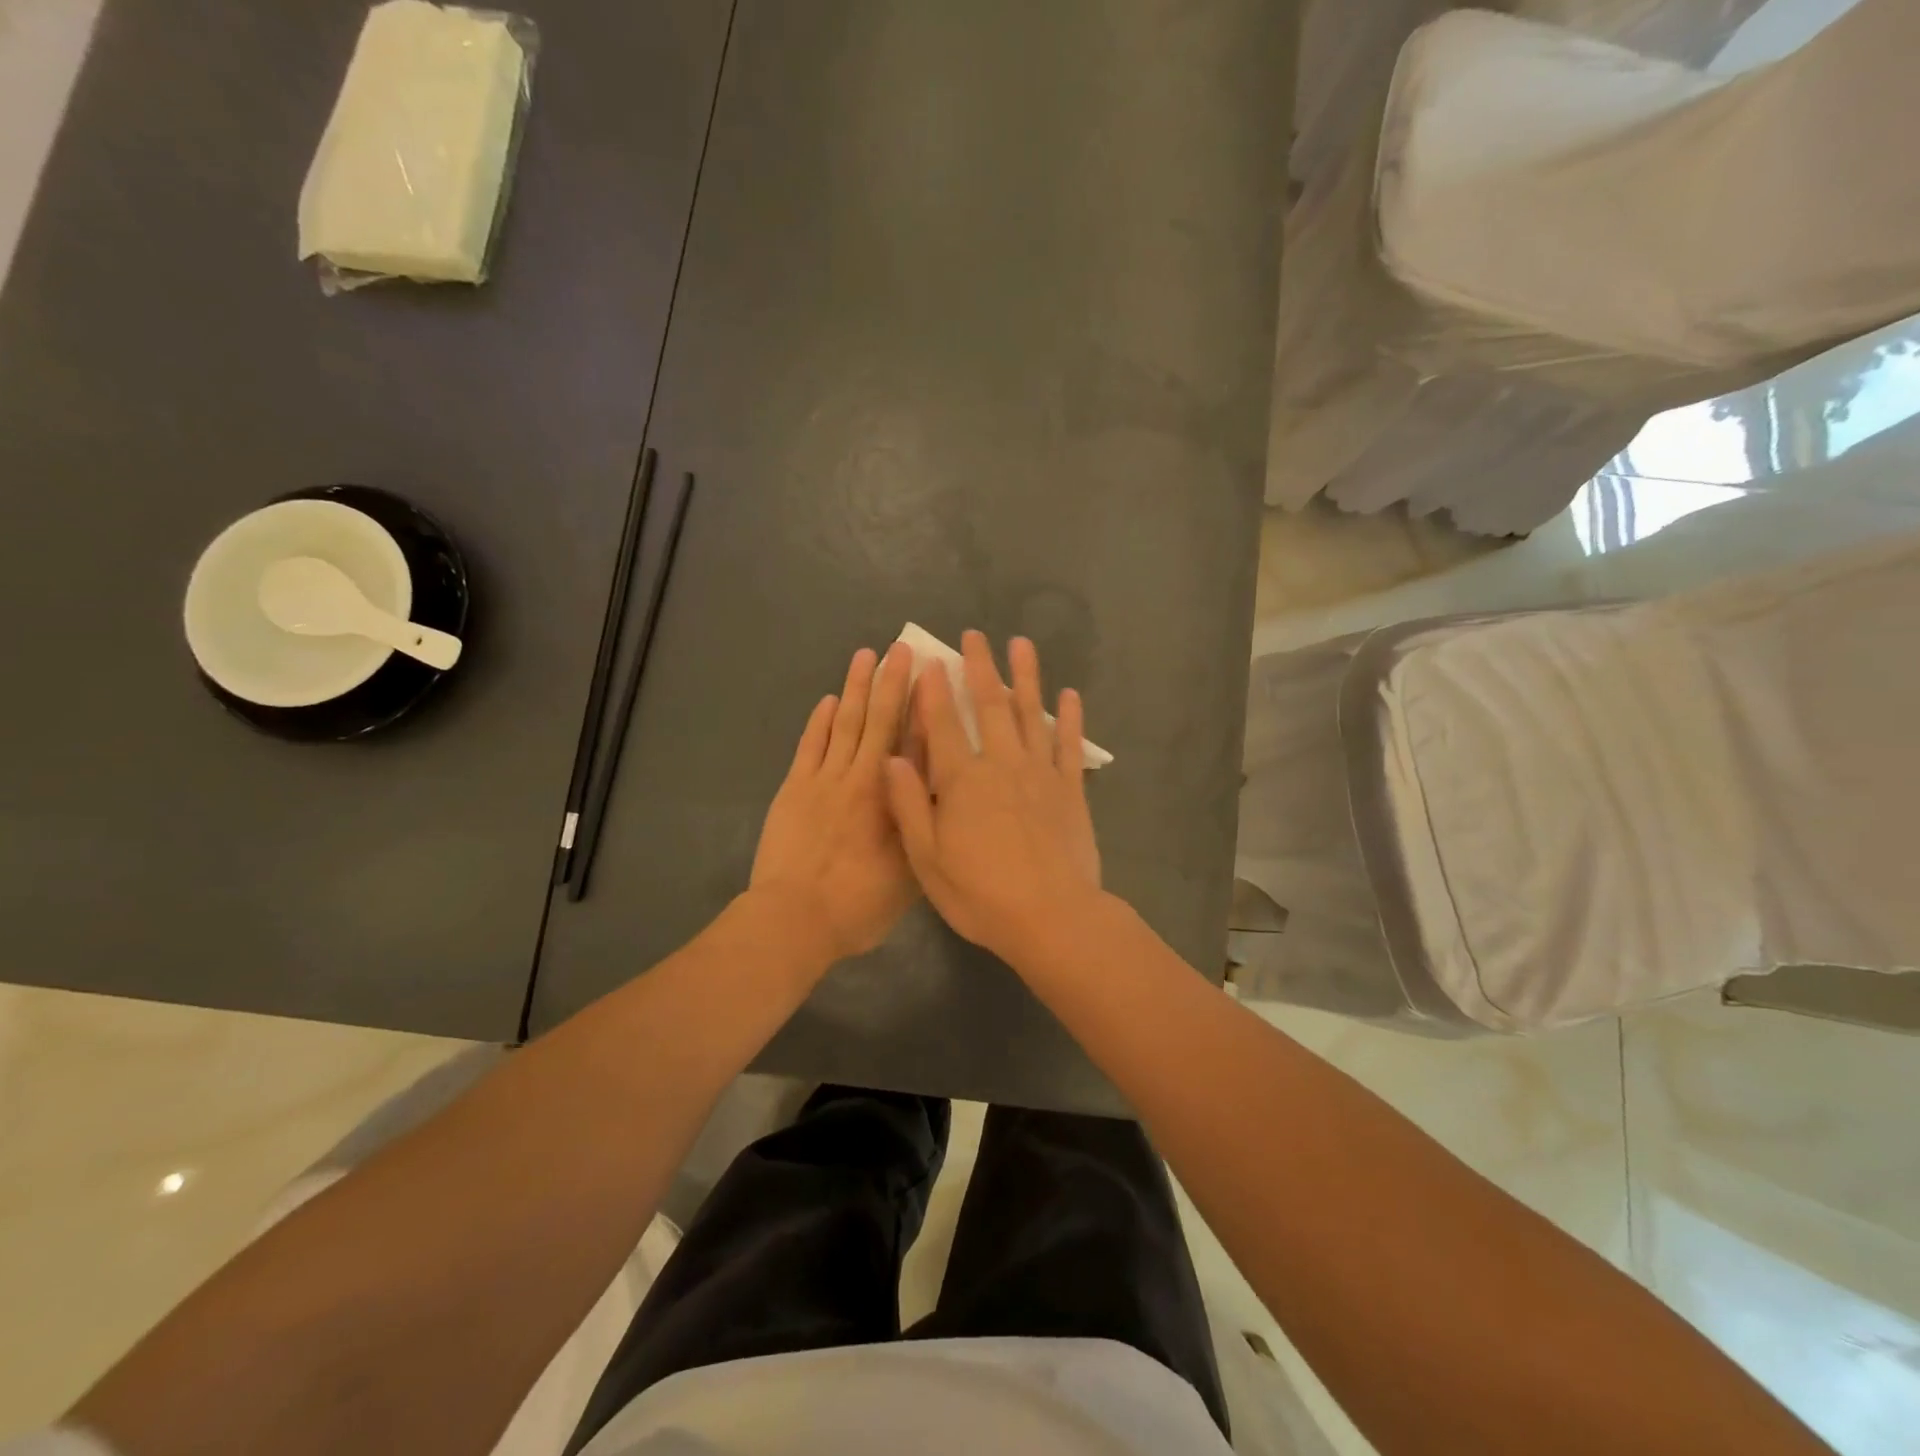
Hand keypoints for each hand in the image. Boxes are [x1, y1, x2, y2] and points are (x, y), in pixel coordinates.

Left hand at [750, 642, 916, 963]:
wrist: (795, 918)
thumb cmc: (860, 904)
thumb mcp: (911, 872)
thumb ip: (923, 826)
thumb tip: (939, 788)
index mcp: (894, 799)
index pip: (916, 742)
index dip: (926, 707)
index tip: (934, 676)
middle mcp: (863, 778)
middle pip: (880, 721)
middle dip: (892, 683)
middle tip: (901, 649)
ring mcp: (824, 780)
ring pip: (845, 723)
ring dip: (856, 688)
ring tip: (866, 656)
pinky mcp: (795, 787)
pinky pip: (811, 744)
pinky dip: (820, 720)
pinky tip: (830, 700)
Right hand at [885, 631, 1102, 963]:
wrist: (1051, 918)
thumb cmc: (981, 895)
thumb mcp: (927, 859)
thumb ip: (910, 805)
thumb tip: (892, 758)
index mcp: (962, 780)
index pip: (943, 724)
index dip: (935, 691)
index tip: (932, 661)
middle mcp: (1002, 764)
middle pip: (989, 706)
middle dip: (980, 668)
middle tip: (975, 636)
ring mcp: (1041, 773)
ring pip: (1031, 714)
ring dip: (1026, 677)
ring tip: (1021, 645)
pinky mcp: (1071, 789)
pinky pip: (1070, 745)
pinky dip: (1069, 718)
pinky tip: (1069, 695)